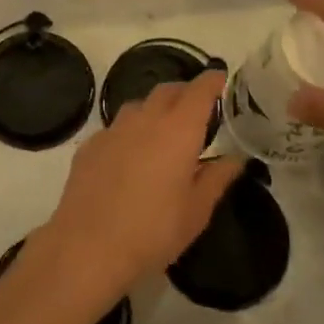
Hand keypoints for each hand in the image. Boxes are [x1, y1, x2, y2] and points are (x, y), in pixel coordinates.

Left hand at [35, 70, 238, 306]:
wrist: (88, 246)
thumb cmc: (153, 231)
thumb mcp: (196, 211)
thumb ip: (216, 178)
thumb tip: (235, 159)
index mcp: (178, 130)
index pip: (199, 91)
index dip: (212, 81)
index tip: (220, 77)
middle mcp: (145, 119)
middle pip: (168, 91)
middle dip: (185, 93)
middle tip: (197, 109)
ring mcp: (113, 129)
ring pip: (139, 106)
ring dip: (155, 110)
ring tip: (164, 134)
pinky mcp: (90, 145)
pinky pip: (116, 128)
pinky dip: (130, 133)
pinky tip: (130, 158)